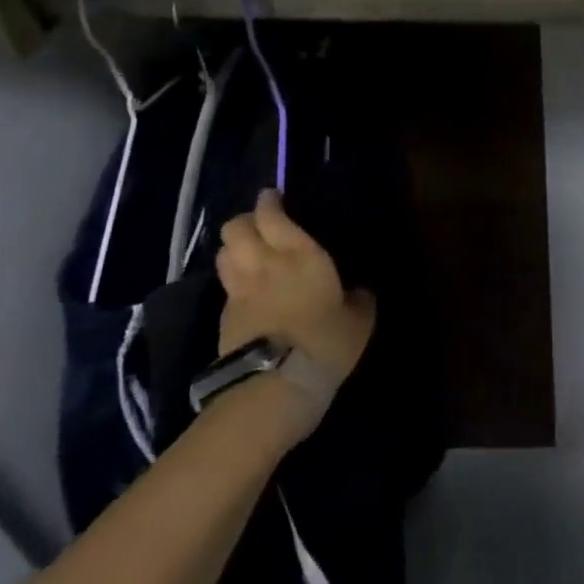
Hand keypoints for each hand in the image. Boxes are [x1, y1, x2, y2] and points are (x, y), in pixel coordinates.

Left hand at [216, 191, 375, 394]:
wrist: (275, 386)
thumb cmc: (325, 342)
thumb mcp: (359, 321)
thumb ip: (359, 300)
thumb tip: (359, 292)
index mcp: (299, 254)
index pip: (271, 215)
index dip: (269, 202)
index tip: (274, 197)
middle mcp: (264, 264)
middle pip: (237, 228)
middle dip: (247, 221)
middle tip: (262, 225)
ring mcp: (239, 291)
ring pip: (224, 253)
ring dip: (235, 248)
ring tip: (250, 253)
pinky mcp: (225, 318)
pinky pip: (226, 286)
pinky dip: (234, 280)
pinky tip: (248, 290)